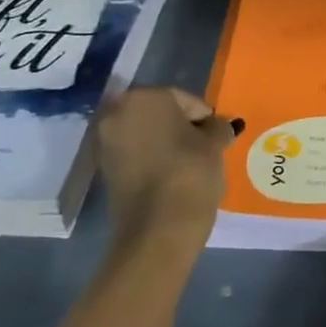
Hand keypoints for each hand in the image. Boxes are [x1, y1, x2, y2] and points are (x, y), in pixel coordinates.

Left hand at [93, 87, 232, 251]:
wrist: (158, 229)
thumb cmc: (190, 172)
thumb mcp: (215, 143)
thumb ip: (218, 127)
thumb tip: (220, 126)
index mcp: (144, 97)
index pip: (183, 98)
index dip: (204, 116)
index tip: (219, 134)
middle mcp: (117, 114)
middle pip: (160, 114)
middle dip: (183, 127)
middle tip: (206, 145)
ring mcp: (106, 144)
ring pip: (146, 135)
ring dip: (167, 143)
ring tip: (192, 162)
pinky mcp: (105, 172)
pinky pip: (136, 155)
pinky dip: (153, 160)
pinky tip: (174, 175)